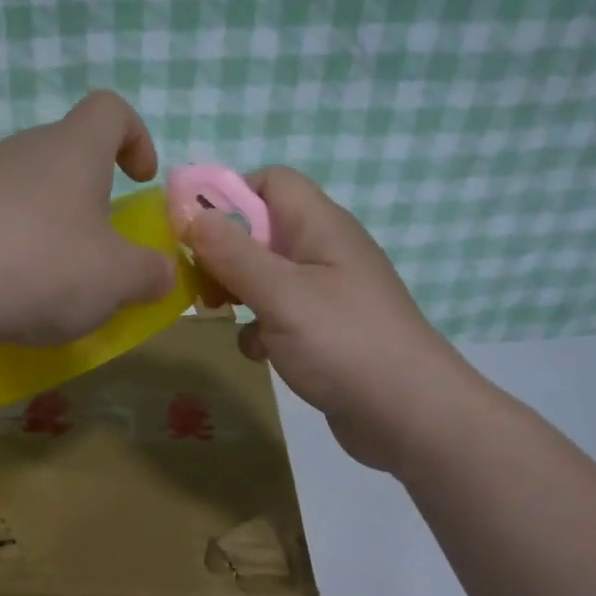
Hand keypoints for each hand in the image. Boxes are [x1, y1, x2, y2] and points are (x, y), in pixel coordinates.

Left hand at [0, 91, 174, 354]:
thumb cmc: (43, 267)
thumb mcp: (117, 279)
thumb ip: (149, 273)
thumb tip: (161, 273)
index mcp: (73, 149)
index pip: (110, 110)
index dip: (135, 138)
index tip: (140, 180)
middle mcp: (22, 151)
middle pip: (65, 154)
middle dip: (90, 196)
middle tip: (101, 248)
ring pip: (27, 193)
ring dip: (49, 227)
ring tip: (56, 282)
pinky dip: (12, 251)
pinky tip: (12, 294)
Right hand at [181, 167, 475, 472]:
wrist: (408, 413)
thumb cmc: (342, 342)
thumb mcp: (280, 294)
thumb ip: (232, 253)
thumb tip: (188, 213)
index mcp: (320, 226)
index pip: (271, 182)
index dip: (228, 197)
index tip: (192, 232)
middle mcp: (325, 252)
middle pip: (263, 230)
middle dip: (225, 253)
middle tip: (201, 284)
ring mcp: (328, 294)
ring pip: (267, 277)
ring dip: (239, 293)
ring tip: (220, 315)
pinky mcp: (326, 332)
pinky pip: (280, 316)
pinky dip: (261, 330)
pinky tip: (258, 353)